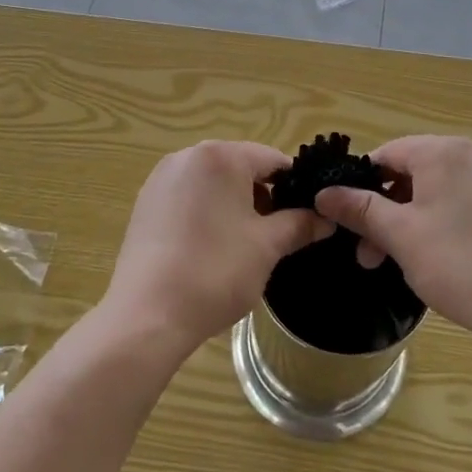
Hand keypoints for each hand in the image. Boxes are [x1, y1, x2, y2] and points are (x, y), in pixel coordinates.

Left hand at [102, 141, 331, 356]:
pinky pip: (188, 198)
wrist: (147, 315)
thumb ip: (299, 225)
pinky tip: (210, 249)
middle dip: (263, 197)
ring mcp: (161, 179)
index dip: (296, 187)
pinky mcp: (145, 204)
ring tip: (243, 246)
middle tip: (277, 236)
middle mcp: (187, 156)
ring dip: (235, 206)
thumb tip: (326, 218)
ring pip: (214, 184)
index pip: (272, 160)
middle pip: (241, 168)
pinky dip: (206, 214)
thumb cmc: (215, 271)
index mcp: (220, 156)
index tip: (308, 217)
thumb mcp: (267, 247)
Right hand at [314, 136, 471, 350]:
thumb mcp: (400, 236)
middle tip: (368, 254)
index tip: (348, 222)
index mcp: (444, 152)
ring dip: (408, 223)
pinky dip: (439, 226)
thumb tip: (323, 193)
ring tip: (397, 264)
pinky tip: (435, 261)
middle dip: (384, 212)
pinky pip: (461, 206)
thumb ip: (360, 209)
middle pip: (411, 174)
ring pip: (435, 193)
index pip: (386, 154)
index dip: (360, 186)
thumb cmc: (459, 264)